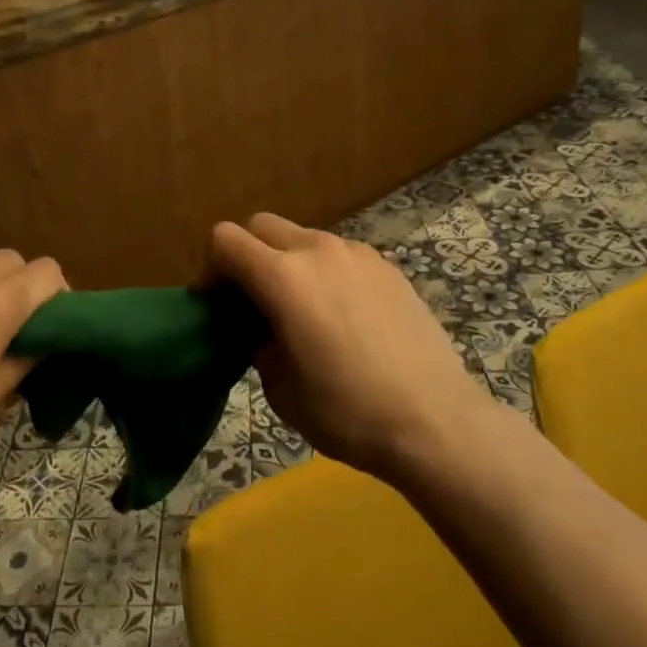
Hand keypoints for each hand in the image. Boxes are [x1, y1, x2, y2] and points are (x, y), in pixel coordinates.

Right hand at [209, 213, 495, 483]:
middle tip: (254, 301)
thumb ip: (259, 344)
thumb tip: (264, 329)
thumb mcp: (281, 390)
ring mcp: (357, 253)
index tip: (217, 303)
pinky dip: (326, 272)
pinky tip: (345, 316)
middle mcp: (318, 250)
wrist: (435, 421)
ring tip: (303, 310)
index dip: (211, 267)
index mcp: (283, 277)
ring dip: (288, 262)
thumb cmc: (348, 412)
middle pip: (262, 226)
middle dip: (247, 254)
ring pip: (303, 238)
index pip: (225, 238)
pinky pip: (340, 255)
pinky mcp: (387, 266)